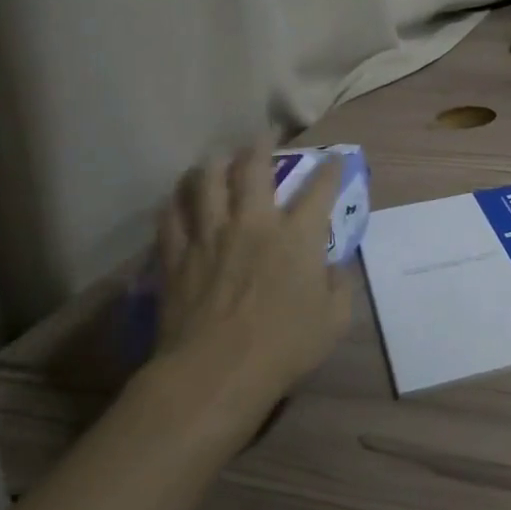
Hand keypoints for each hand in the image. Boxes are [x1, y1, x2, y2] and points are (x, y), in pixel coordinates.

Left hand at [151, 141, 354, 421]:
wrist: (215, 373)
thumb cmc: (284, 347)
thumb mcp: (334, 320)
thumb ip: (339, 285)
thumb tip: (334, 266)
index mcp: (298, 236)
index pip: (320, 188)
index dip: (331, 168)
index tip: (335, 159)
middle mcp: (253, 223)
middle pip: (253, 167)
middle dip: (261, 145)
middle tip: (263, 136)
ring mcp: (209, 235)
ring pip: (205, 180)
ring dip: (213, 163)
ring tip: (217, 159)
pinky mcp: (176, 255)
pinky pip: (171, 215)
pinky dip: (176, 201)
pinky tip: (179, 198)